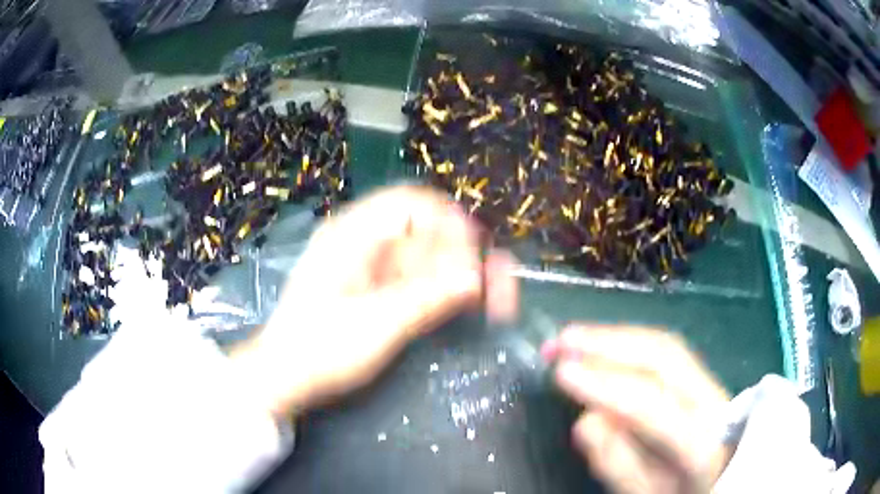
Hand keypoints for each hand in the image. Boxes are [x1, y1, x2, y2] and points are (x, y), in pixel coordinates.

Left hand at [233, 185, 517, 415]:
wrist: (284, 378)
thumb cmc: (319, 349)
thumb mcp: (375, 325)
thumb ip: (427, 299)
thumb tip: (476, 278)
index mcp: (353, 235)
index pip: (410, 203)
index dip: (449, 220)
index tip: (479, 252)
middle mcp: (362, 243)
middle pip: (424, 231)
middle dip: (464, 254)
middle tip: (498, 283)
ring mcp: (369, 268)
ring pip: (425, 257)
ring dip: (460, 273)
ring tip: (495, 299)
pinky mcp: (375, 291)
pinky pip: (417, 279)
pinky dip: (442, 290)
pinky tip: (466, 305)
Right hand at [542, 325, 730, 493]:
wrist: (717, 477)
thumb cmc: (676, 491)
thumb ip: (618, 463)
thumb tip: (587, 419)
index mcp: (701, 440)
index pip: (652, 405)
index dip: (605, 385)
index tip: (561, 371)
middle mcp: (712, 400)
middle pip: (663, 358)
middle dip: (608, 344)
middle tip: (561, 341)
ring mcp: (711, 382)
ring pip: (666, 345)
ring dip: (617, 336)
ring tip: (574, 335)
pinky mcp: (703, 375)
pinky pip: (667, 349)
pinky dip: (631, 340)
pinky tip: (605, 340)